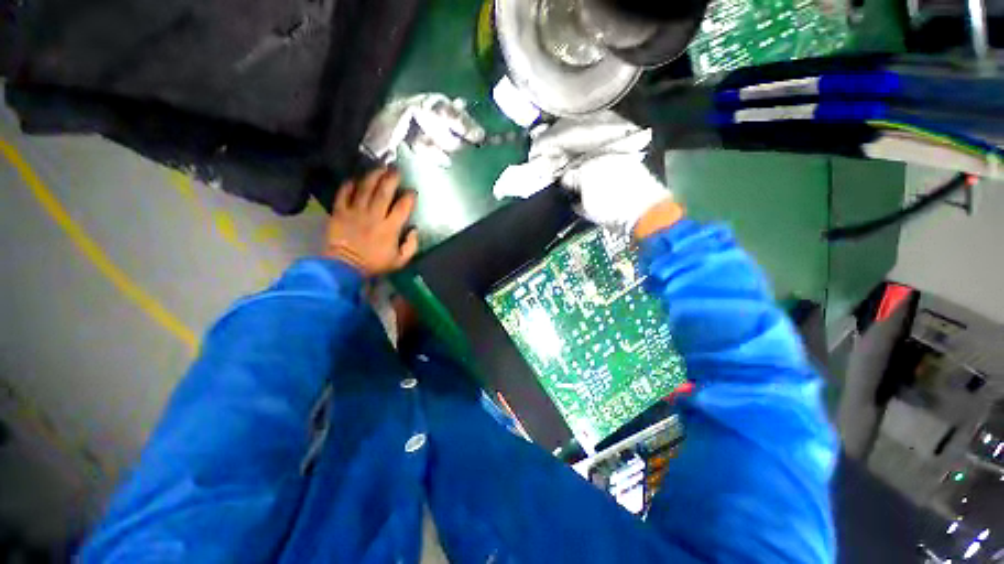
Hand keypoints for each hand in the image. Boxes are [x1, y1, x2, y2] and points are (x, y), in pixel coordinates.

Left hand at [325, 168, 418, 276]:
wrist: (344, 267)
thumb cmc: (375, 264)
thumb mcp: (400, 261)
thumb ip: (411, 246)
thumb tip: (414, 230)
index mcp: (390, 228)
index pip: (402, 207)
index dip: (409, 197)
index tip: (412, 191)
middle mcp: (374, 216)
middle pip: (384, 192)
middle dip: (391, 179)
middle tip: (396, 170)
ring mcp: (355, 212)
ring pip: (365, 189)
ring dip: (373, 176)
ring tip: (379, 168)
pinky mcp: (340, 212)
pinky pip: (344, 194)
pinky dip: (349, 185)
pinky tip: (355, 179)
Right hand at [562, 153, 674, 237]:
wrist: (645, 211)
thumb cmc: (612, 215)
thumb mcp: (587, 212)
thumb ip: (577, 203)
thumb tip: (576, 200)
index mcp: (582, 174)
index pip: (567, 177)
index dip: (568, 186)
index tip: (572, 193)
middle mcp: (597, 160)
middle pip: (583, 166)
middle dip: (582, 177)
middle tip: (586, 190)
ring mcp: (615, 157)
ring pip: (599, 162)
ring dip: (598, 172)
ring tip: (602, 186)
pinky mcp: (631, 160)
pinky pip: (615, 163)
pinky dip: (613, 170)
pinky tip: (616, 182)